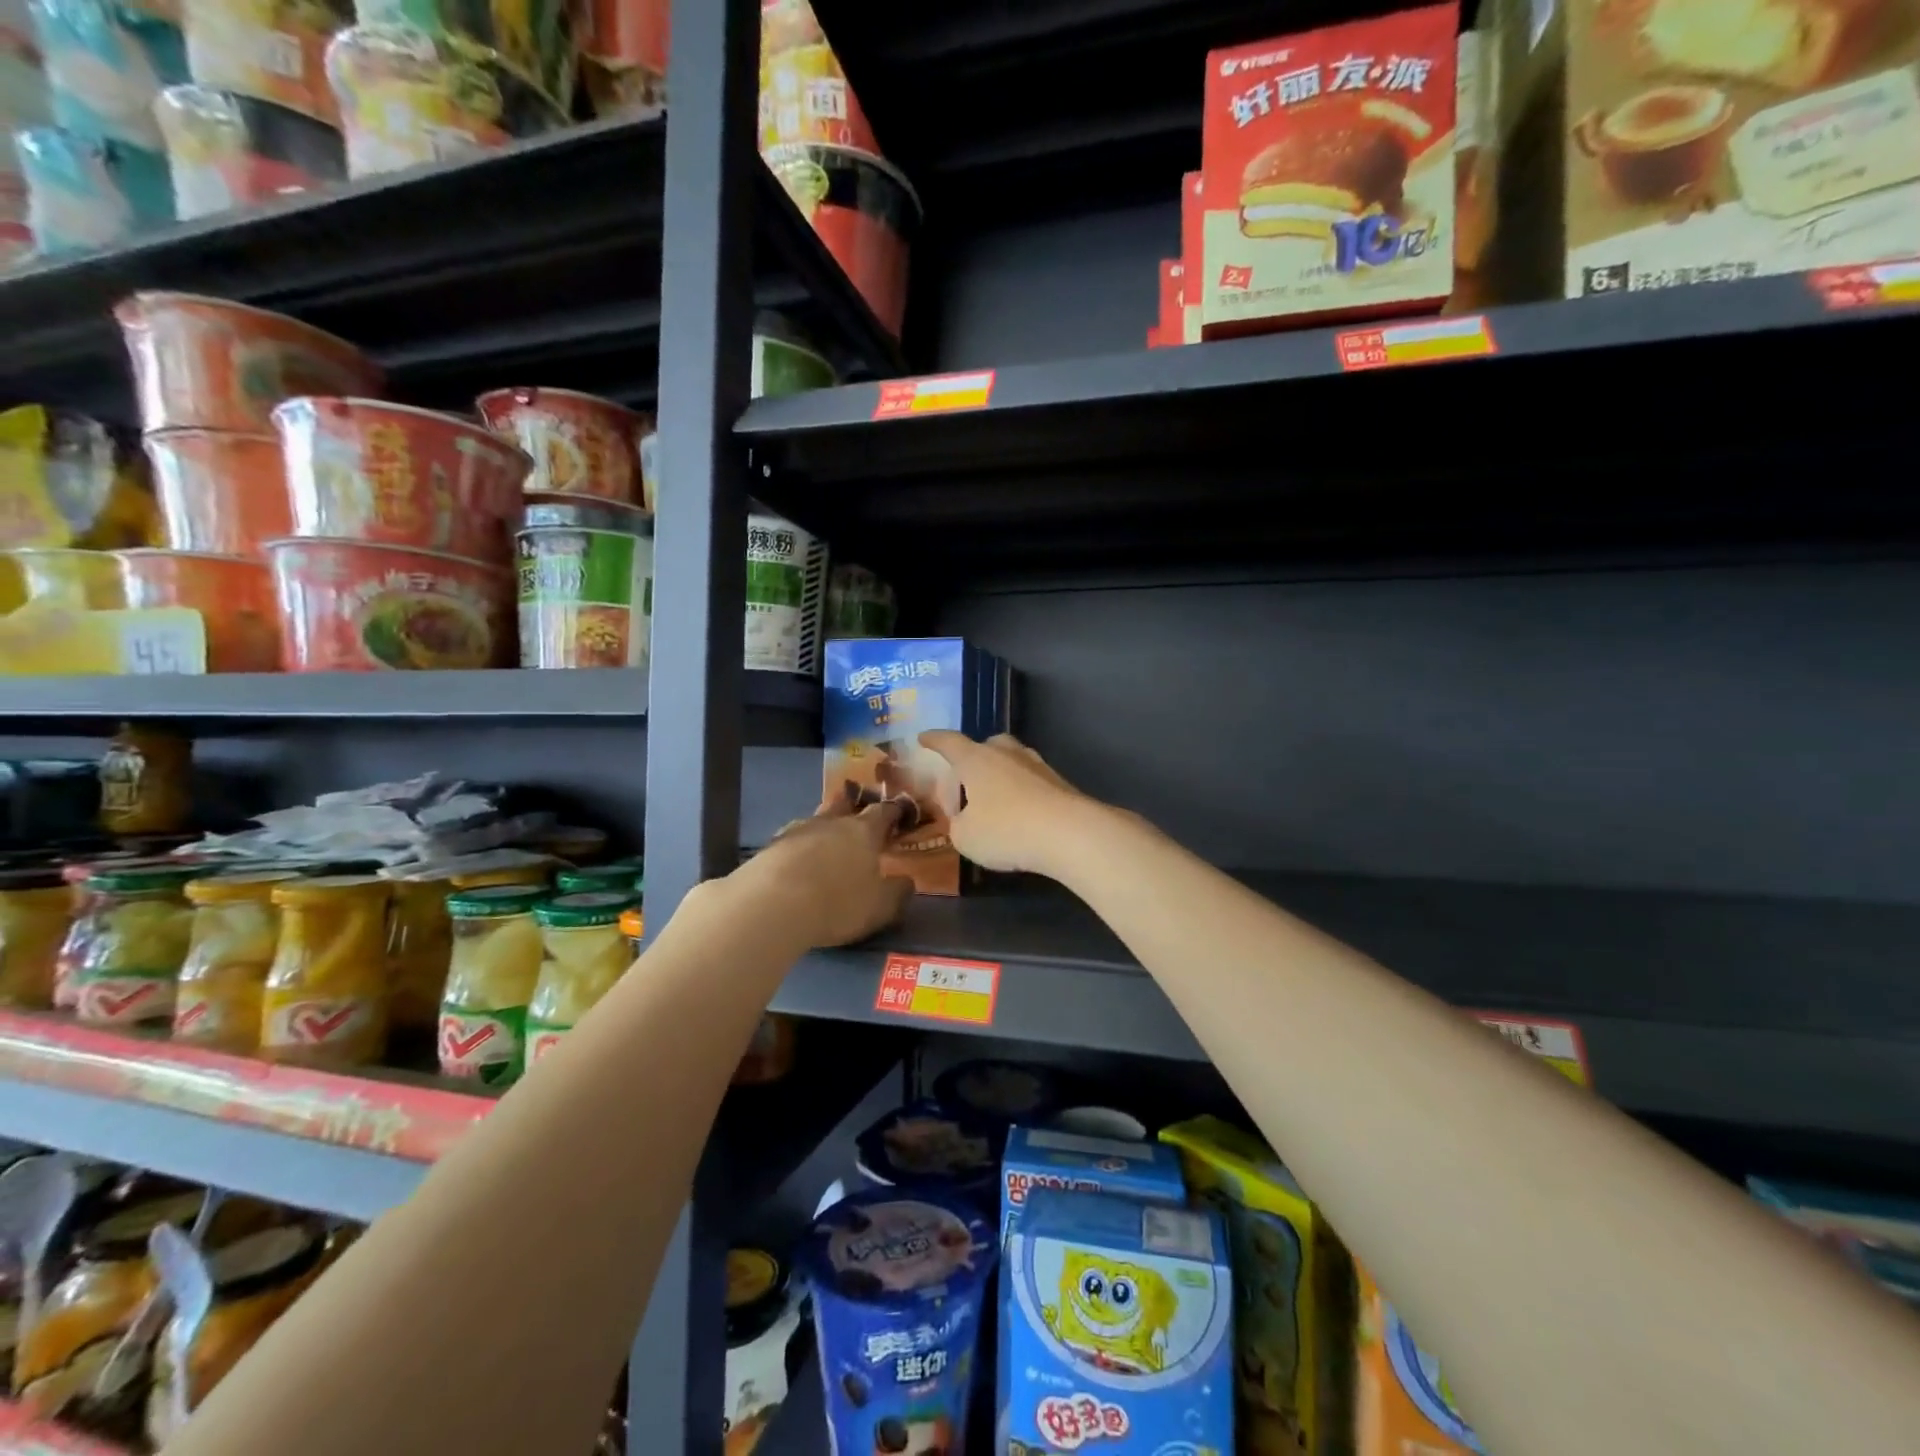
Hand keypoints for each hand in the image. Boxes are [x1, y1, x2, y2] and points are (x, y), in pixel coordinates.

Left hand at [730, 797, 913, 948]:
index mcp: (864, 831)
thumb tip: (907, 880)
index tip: (899, 812)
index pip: (883, 812)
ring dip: (823, 827)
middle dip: (853, 806)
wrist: (773, 904)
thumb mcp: (880, 907)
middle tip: (858, 815)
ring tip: (826, 841)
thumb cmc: (838, 902)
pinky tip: (796, 860)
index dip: (893, 811)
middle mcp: (831, 822)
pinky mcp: (770, 846)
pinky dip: (797, 847)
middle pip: (844, 804)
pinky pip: (790, 840)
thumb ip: (897, 892)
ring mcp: (797, 830)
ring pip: (815, 820)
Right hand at [917, 732, 1101, 879]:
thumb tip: (966, 820)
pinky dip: (1018, 795)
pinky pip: (1029, 783)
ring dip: (996, 781)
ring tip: (991, 809)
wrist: (1070, 833)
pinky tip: (1018, 819)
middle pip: (984, 748)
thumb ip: (958, 825)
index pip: (949, 742)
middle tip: (963, 793)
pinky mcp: (1059, 784)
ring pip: (1009, 764)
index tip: (923, 738)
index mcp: (976, 759)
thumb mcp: (965, 837)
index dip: (934, 740)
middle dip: (970, 765)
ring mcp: (1036, 766)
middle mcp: (1006, 753)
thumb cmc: (1006, 830)